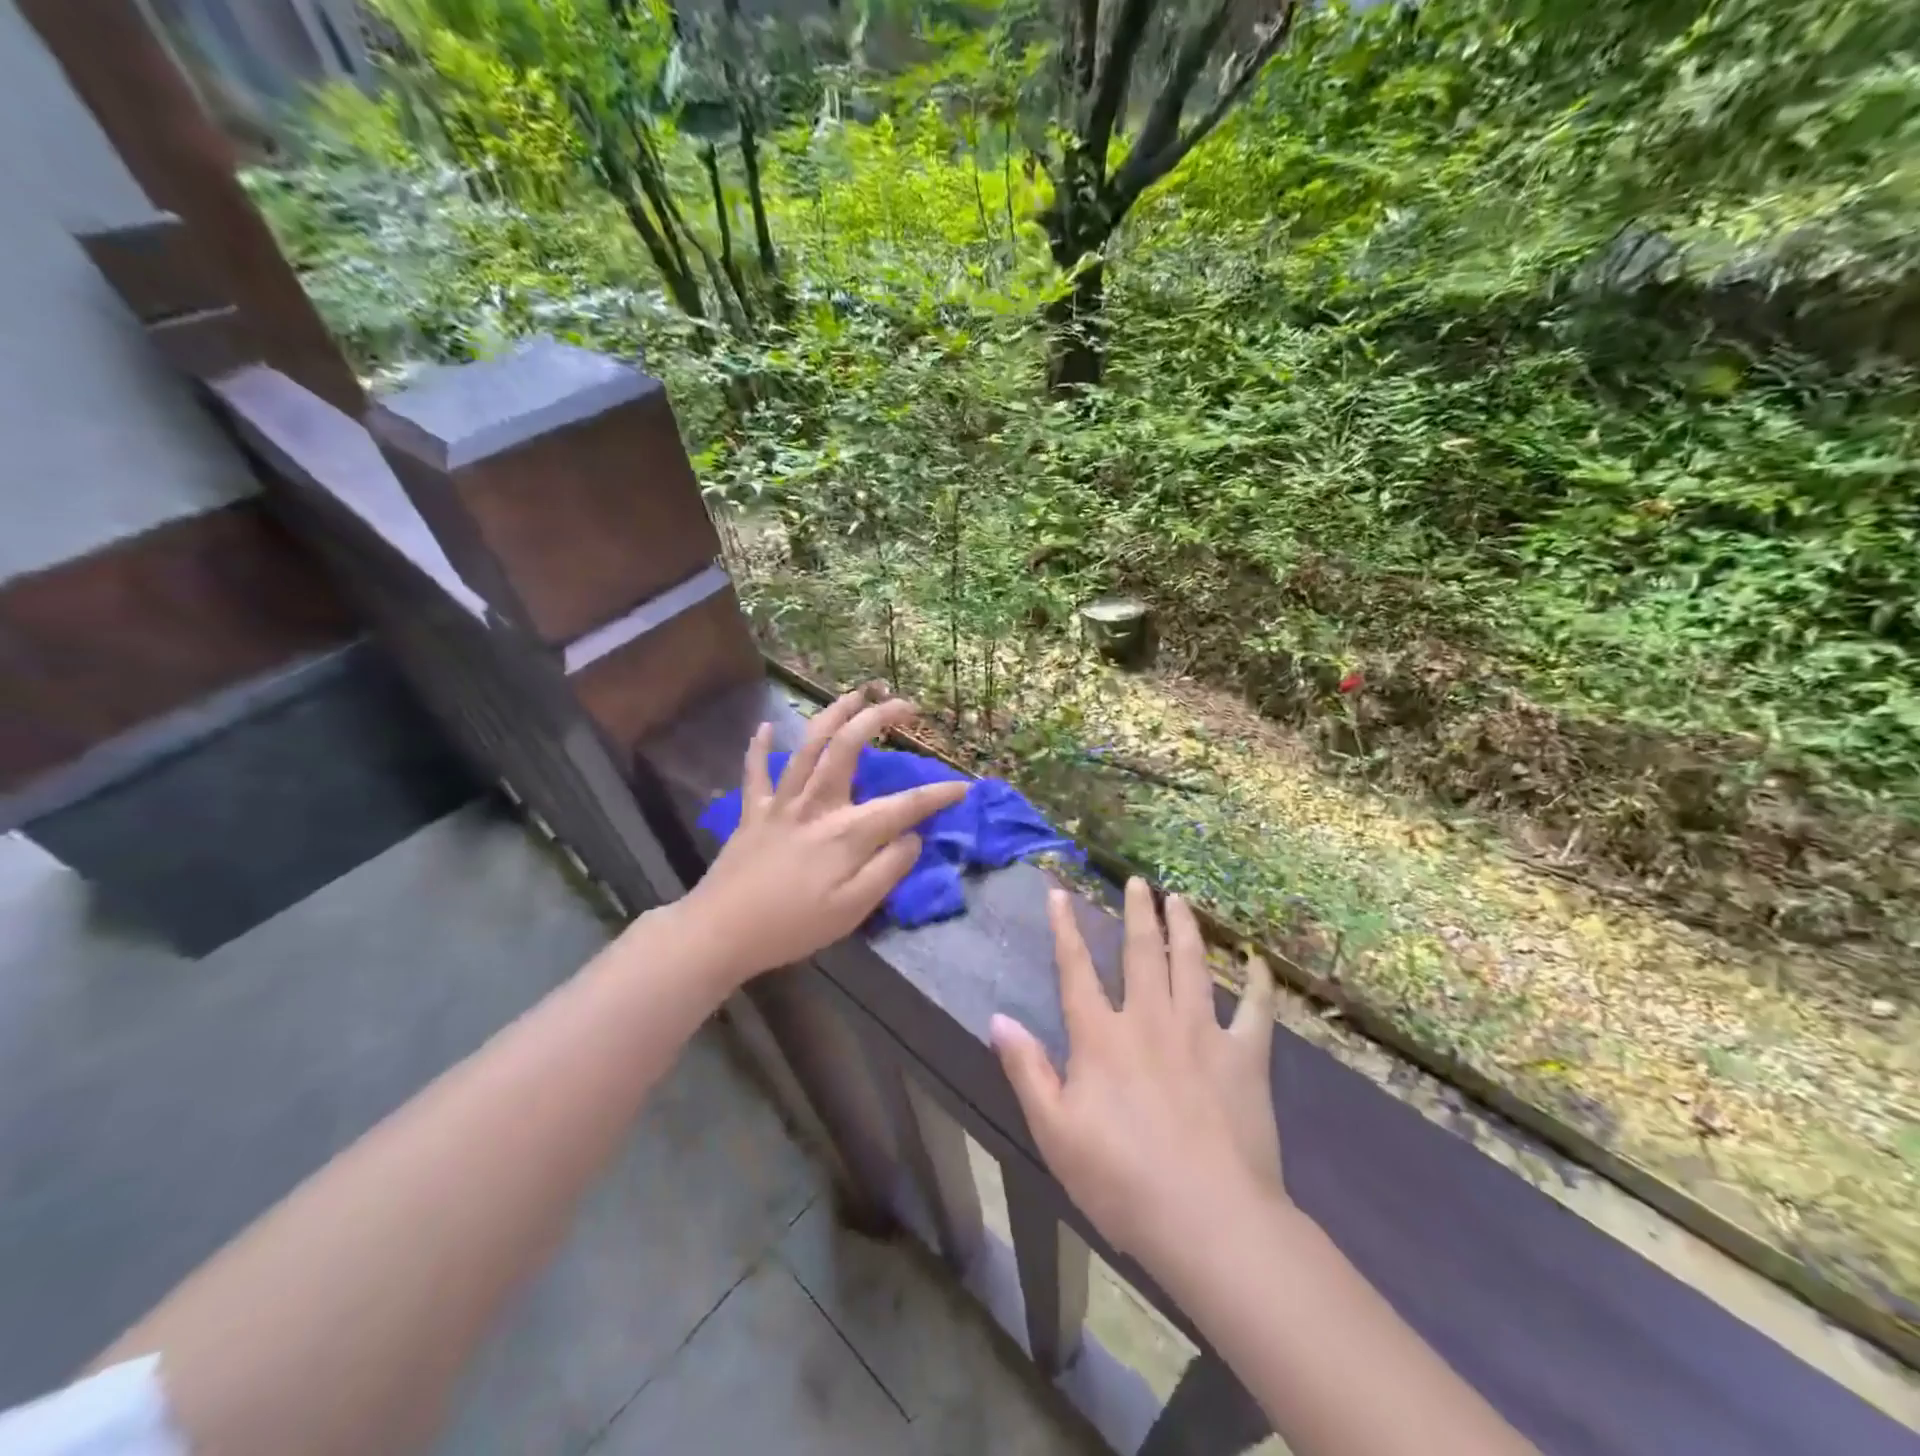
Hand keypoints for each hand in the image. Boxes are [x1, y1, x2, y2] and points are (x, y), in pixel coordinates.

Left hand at [677, 688, 969, 986]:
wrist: (720, 933)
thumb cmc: (794, 926)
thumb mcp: (853, 909)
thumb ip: (888, 869)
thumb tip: (912, 836)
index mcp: (847, 831)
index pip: (904, 806)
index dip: (937, 796)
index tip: (962, 788)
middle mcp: (817, 804)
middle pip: (850, 746)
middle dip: (880, 718)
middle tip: (905, 706)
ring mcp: (781, 803)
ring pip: (809, 745)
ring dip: (834, 713)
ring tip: (856, 694)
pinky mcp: (753, 811)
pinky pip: (755, 771)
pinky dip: (759, 747)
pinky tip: (764, 726)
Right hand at [991, 878, 1282, 1267]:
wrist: (1209, 1221)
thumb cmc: (1122, 1181)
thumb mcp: (1054, 1132)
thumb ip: (1027, 1070)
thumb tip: (998, 1019)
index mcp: (1102, 1036)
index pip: (1076, 970)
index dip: (1066, 929)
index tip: (1060, 894)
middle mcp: (1150, 1019)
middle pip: (1142, 952)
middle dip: (1137, 912)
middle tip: (1138, 881)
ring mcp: (1201, 1033)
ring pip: (1192, 965)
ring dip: (1184, 928)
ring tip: (1179, 900)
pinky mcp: (1245, 1057)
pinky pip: (1254, 1009)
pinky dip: (1256, 982)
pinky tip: (1255, 960)